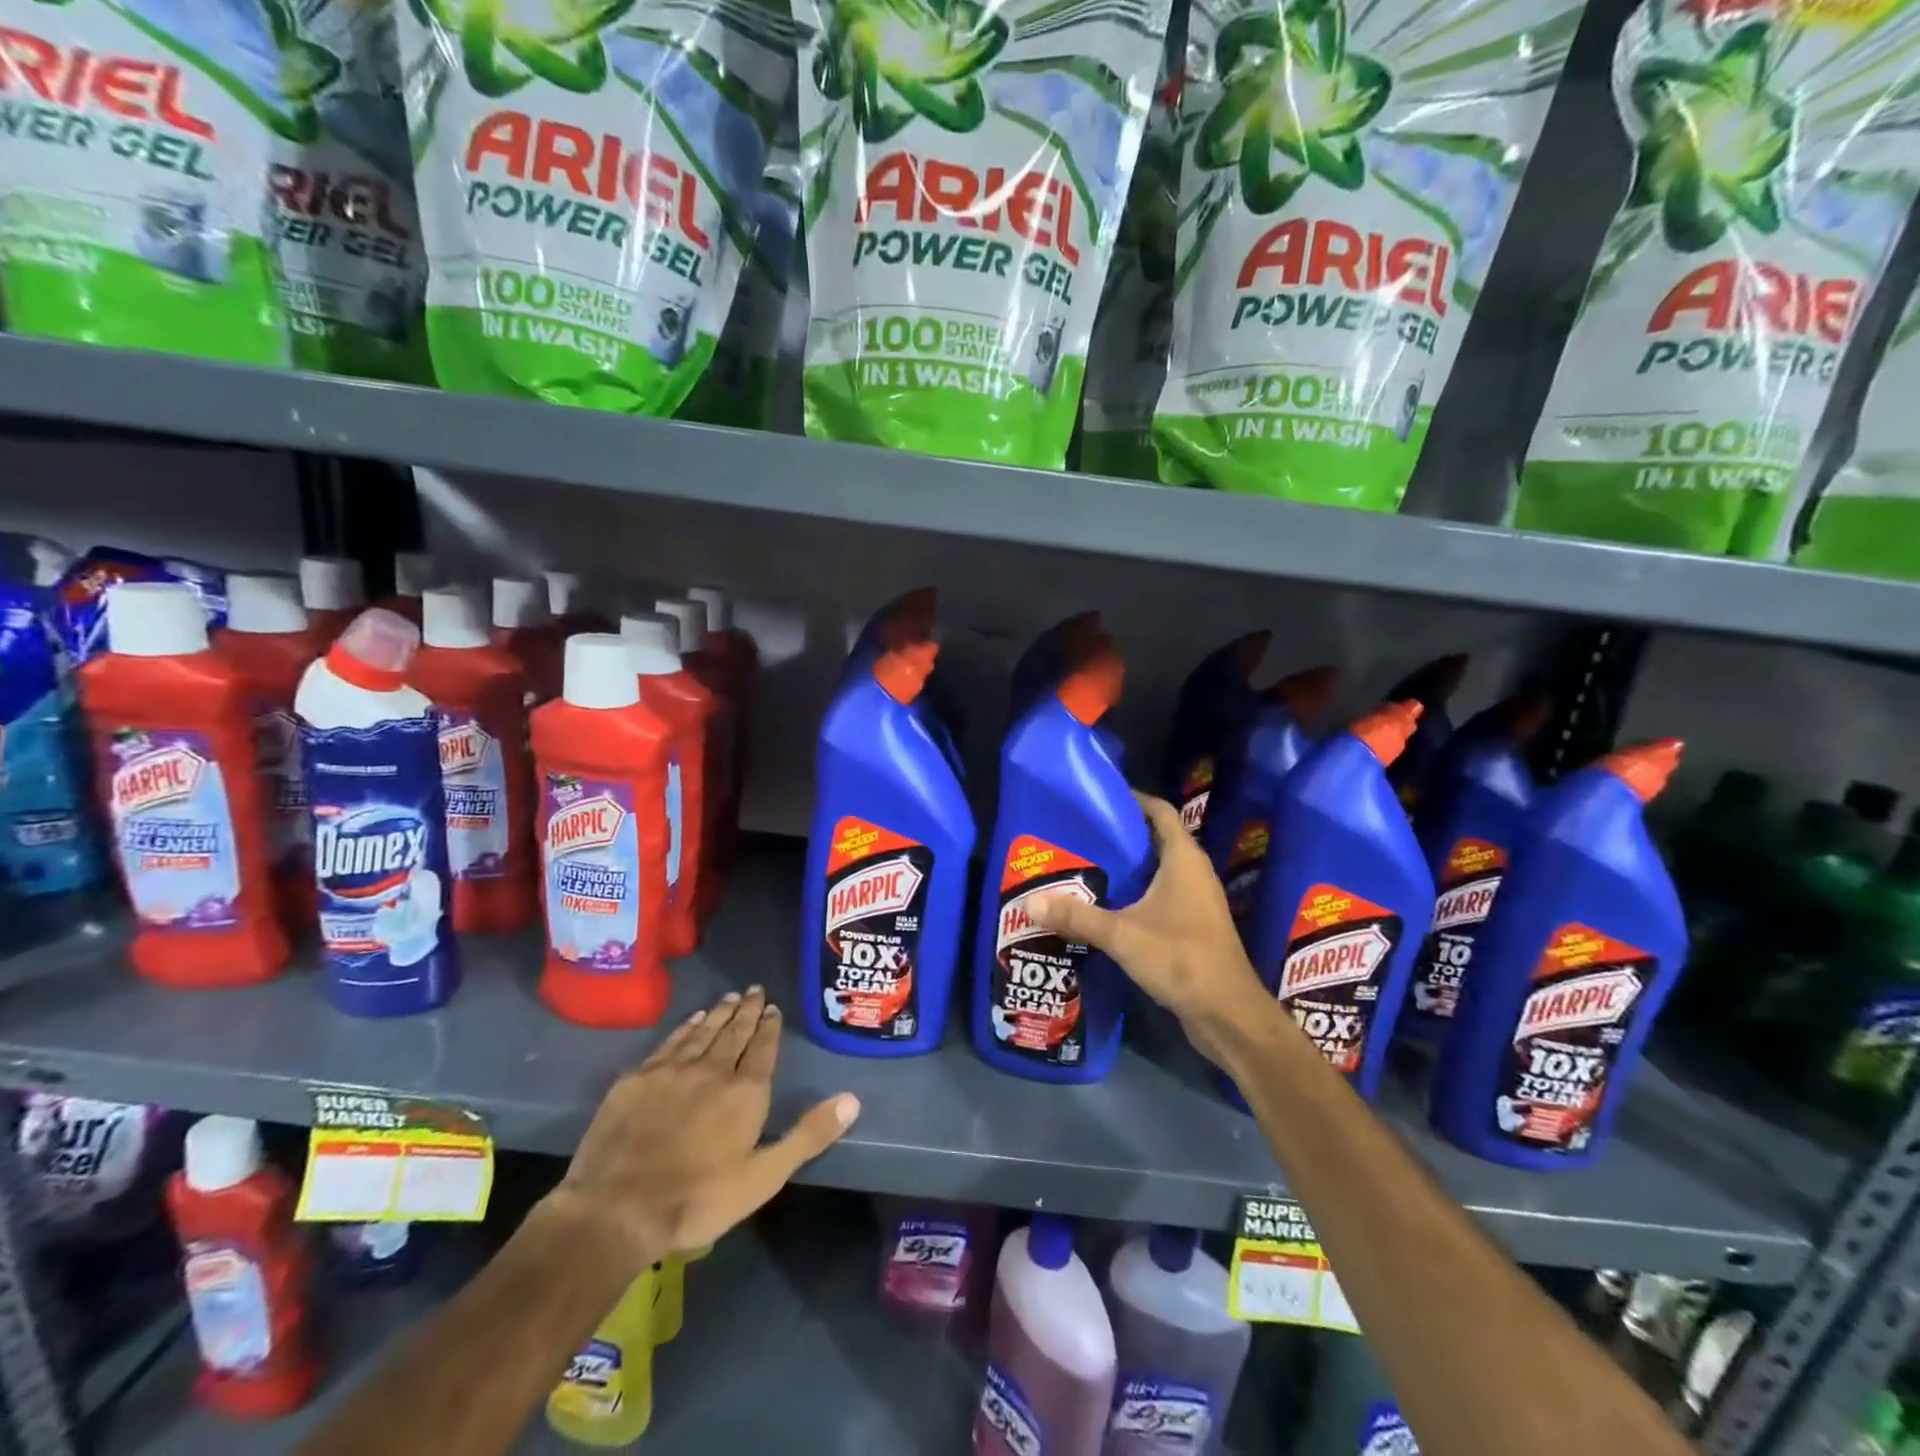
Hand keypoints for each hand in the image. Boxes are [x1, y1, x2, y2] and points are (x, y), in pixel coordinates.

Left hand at [545, 988, 859, 1269]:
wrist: (616, 1209)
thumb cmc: (698, 1199)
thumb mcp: (764, 1176)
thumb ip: (808, 1135)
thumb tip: (853, 1099)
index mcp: (745, 1091)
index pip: (763, 1048)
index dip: (770, 1026)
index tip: (773, 1008)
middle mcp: (713, 1069)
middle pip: (735, 1032)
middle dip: (748, 1010)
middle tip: (755, 990)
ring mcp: (672, 1070)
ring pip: (704, 1031)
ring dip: (720, 1013)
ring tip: (731, 997)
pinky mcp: (638, 1078)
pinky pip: (670, 1042)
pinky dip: (686, 1027)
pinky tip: (693, 1020)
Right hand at [1030, 793, 1275, 1065]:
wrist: (1228, 1015)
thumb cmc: (1181, 959)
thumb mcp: (1122, 934)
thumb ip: (1077, 916)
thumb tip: (1030, 901)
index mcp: (1184, 859)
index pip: (1160, 811)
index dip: (1133, 799)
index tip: (1099, 797)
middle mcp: (1194, 873)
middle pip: (1156, 840)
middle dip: (1120, 835)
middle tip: (1080, 835)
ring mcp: (1196, 901)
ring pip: (1158, 871)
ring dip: (1127, 868)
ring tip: (1086, 867)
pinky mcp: (1194, 927)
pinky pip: (1161, 897)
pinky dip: (1136, 894)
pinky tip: (1107, 907)